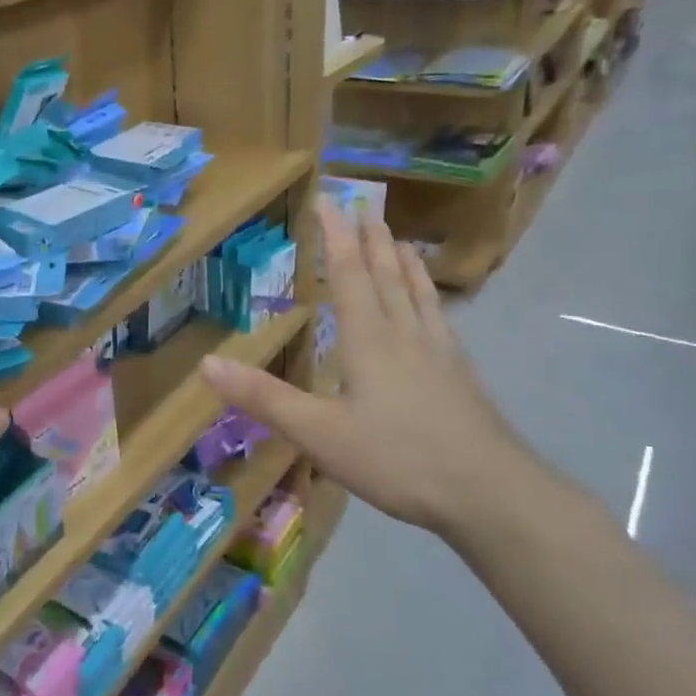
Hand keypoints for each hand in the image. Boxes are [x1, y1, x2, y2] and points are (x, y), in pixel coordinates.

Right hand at [199, 198, 537, 537]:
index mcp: (369, 339)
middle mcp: (405, 334)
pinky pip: (440, 318)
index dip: (336, 236)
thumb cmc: (397, 458)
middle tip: (366, 208)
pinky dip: (430, 297)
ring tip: (400, 240)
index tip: (329, 201)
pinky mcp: (461, 376)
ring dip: (404, 263)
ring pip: (418, 294)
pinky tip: (435, 309)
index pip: (349, 274)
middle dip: (371, 240)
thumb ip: (264, 397)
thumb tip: (206, 363)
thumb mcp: (318, 433)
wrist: (489, 493)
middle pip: (387, 275)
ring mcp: (439, 353)